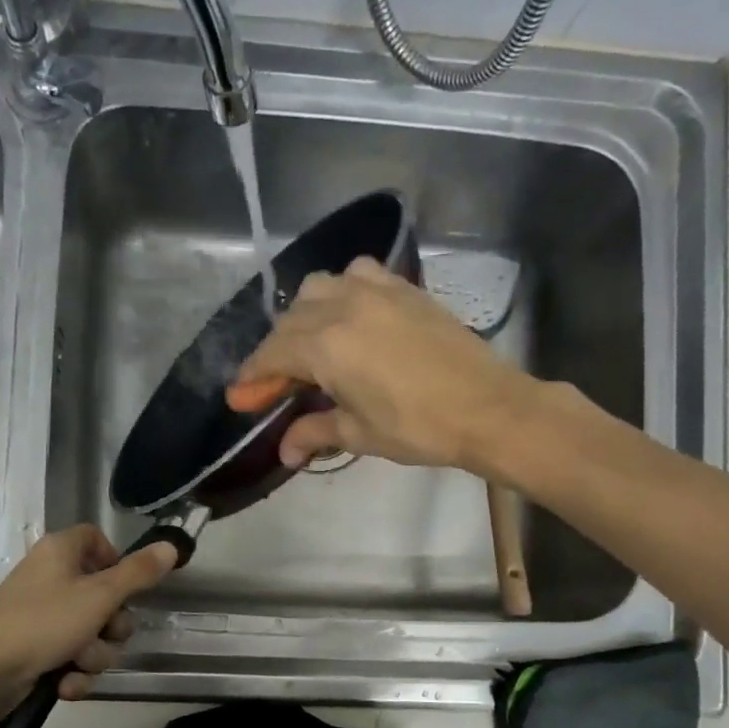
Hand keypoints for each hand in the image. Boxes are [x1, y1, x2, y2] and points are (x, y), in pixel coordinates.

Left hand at [0, 525, 178, 719]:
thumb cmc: (43, 623)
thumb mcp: (99, 596)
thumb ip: (138, 573)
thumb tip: (171, 546)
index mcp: (60, 552)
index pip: (96, 539)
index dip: (116, 561)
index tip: (127, 585)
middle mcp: (50, 577)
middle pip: (103, 593)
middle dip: (111, 625)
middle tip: (105, 633)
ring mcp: (41, 615)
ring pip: (92, 632)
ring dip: (94, 655)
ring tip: (76, 664)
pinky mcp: (35, 649)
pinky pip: (71, 656)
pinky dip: (73, 673)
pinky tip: (64, 685)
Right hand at [226, 256, 541, 473]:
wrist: (488, 407)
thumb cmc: (418, 427)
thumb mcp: (360, 434)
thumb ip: (315, 432)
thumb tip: (286, 453)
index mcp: (326, 346)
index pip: (272, 354)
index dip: (252, 377)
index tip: (240, 396)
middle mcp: (343, 307)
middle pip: (290, 321)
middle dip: (275, 353)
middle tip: (277, 386)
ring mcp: (376, 291)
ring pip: (319, 288)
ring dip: (304, 315)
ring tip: (311, 346)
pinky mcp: (404, 288)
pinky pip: (358, 274)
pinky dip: (342, 291)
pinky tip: (350, 316)